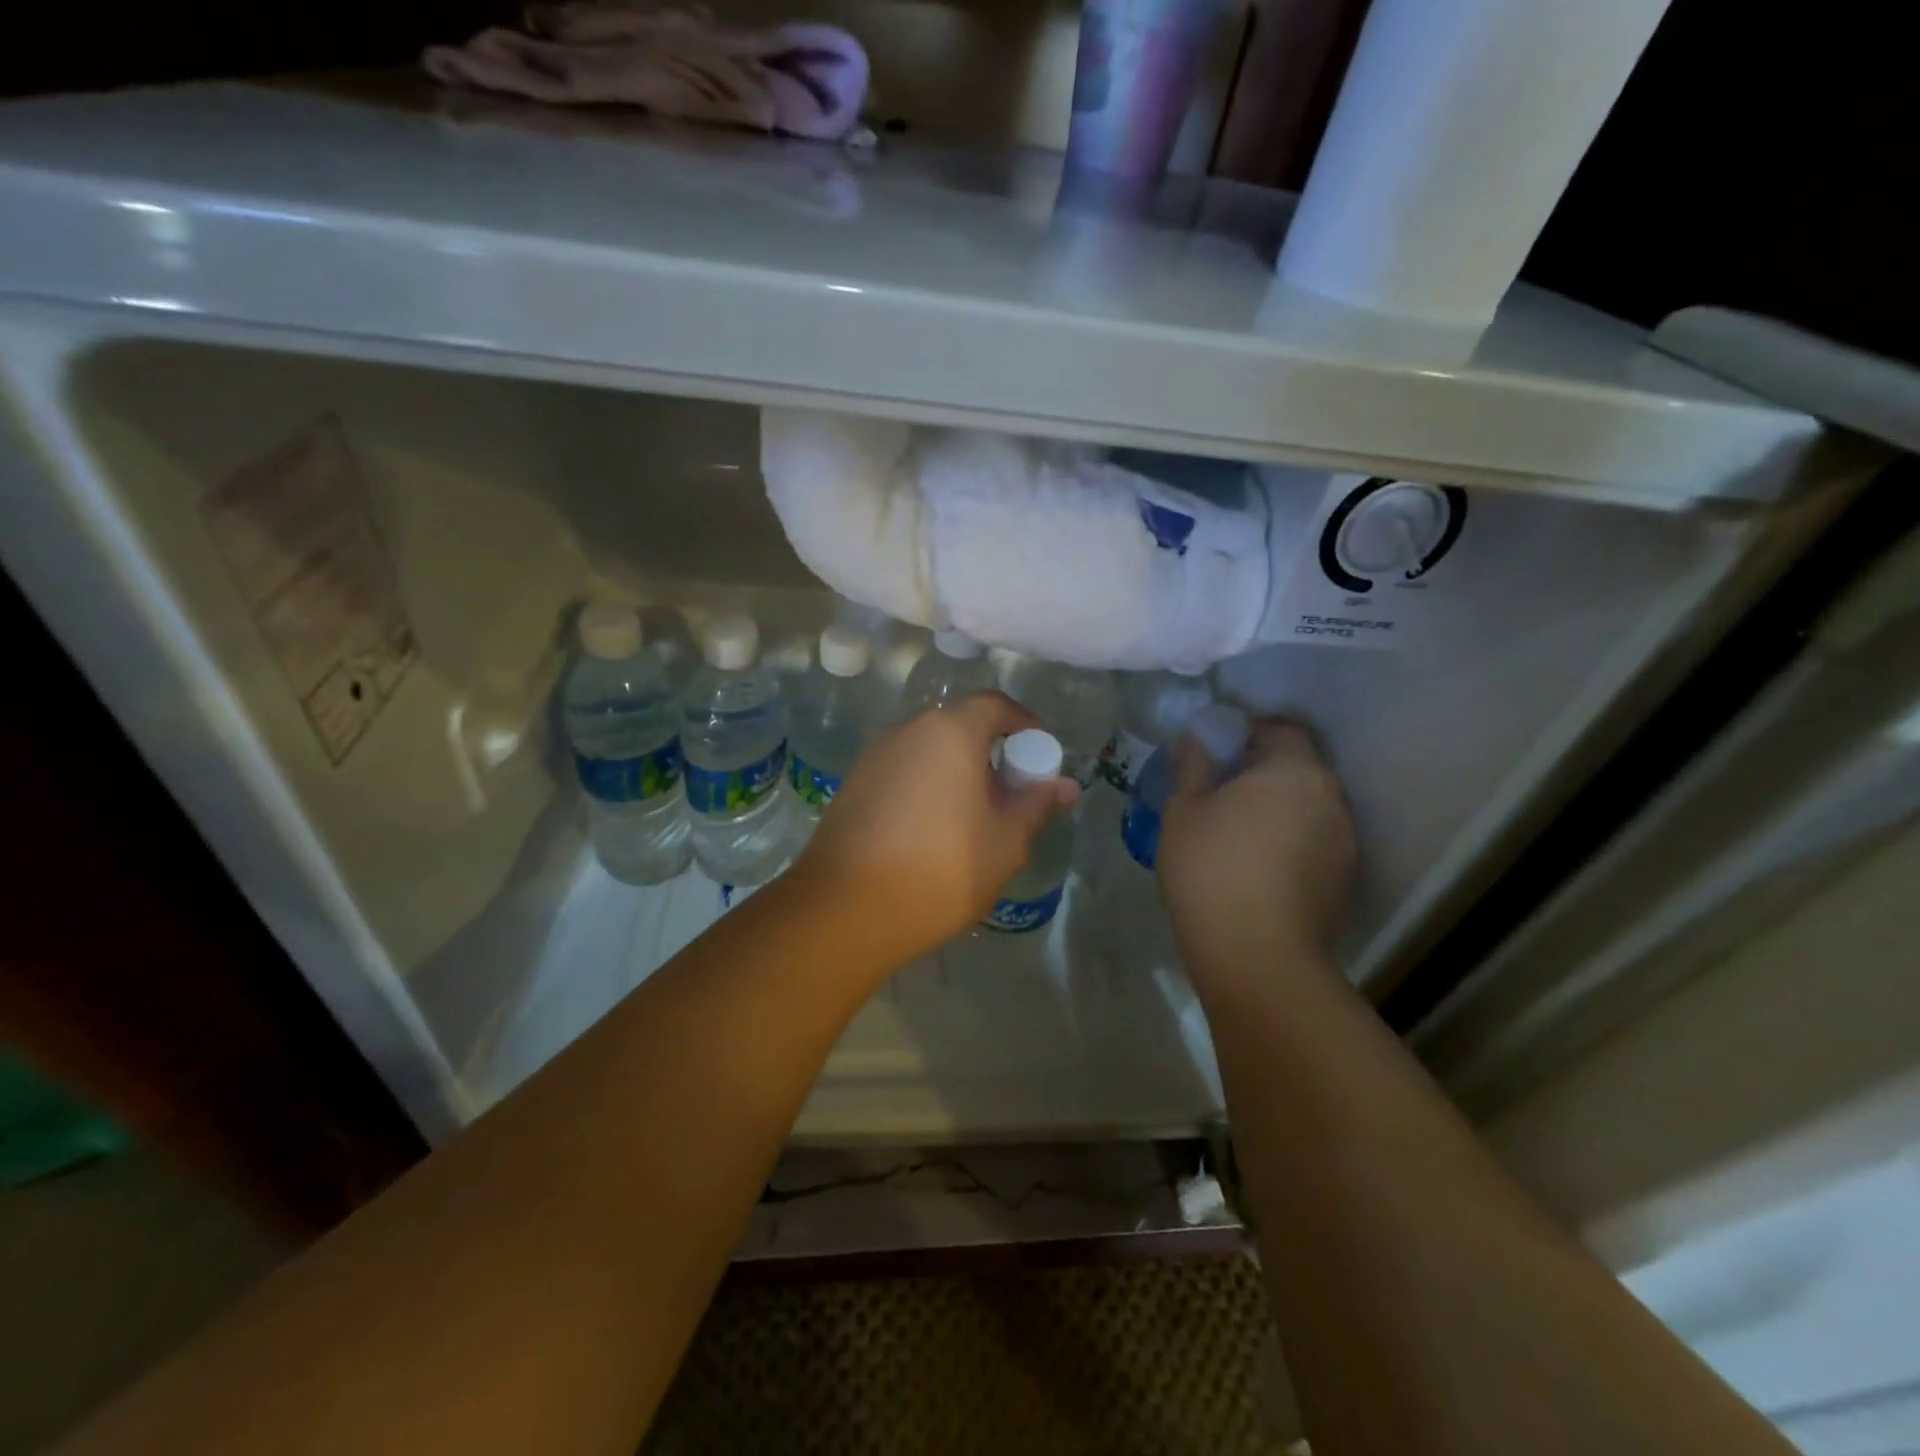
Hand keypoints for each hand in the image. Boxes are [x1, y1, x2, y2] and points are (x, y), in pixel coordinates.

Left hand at [793, 691, 1079, 969]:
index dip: (1024, 724)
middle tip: (1010, 795)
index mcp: (949, 732)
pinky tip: (931, 830)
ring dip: (956, 771)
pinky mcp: (852, 784)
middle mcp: (907, 729)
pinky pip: (902, 771)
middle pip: (959, 726)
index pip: (995, 705)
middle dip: (990, 753)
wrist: (846, 909)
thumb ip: (1036, 805)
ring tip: (972, 819)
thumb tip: (1065, 785)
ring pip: (928, 750)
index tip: (1039, 756)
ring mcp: (873, 755)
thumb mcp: (1005, 842)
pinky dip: (926, 786)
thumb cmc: (940, 869)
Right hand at [1156, 719, 1354, 993]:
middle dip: (1262, 772)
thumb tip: (1194, 739)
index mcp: (1294, 771)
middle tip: (1219, 791)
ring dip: (1277, 808)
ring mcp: (1343, 841)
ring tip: (1236, 832)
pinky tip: (1256, 866)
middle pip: (1298, 768)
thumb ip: (1192, 767)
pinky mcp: (1342, 879)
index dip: (1248, 733)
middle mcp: (1330, 798)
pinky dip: (1288, 841)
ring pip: (1307, 807)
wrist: (1256, 955)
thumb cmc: (1211, 869)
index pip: (1281, 730)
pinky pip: (1312, 841)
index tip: (1217, 752)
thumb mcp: (1183, 811)